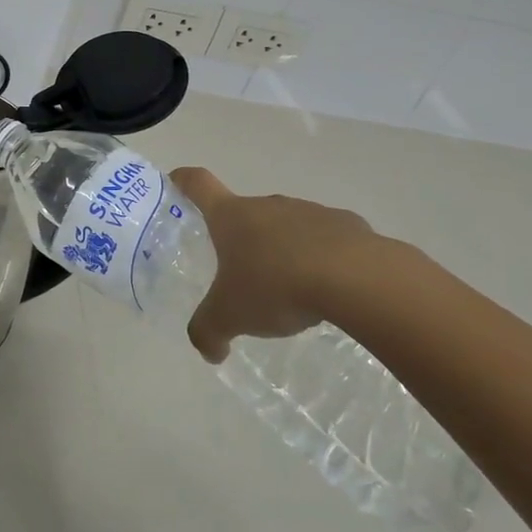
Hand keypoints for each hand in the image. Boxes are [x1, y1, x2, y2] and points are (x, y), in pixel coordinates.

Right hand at [171, 167, 421, 363]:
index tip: (176, 183)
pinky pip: (326, 239)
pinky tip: (330, 289)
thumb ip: (209, 332)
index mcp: (231, 216)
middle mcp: (267, 205)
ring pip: (286, 226)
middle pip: (244, 211)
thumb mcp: (231, 317)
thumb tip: (208, 350)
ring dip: (282, 249)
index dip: (183, 181)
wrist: (355, 278)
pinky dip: (322, 258)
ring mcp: (309, 211)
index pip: (198, 183)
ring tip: (290, 289)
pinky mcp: (347, 225)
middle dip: (240, 237)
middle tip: (240, 273)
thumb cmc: (276, 285)